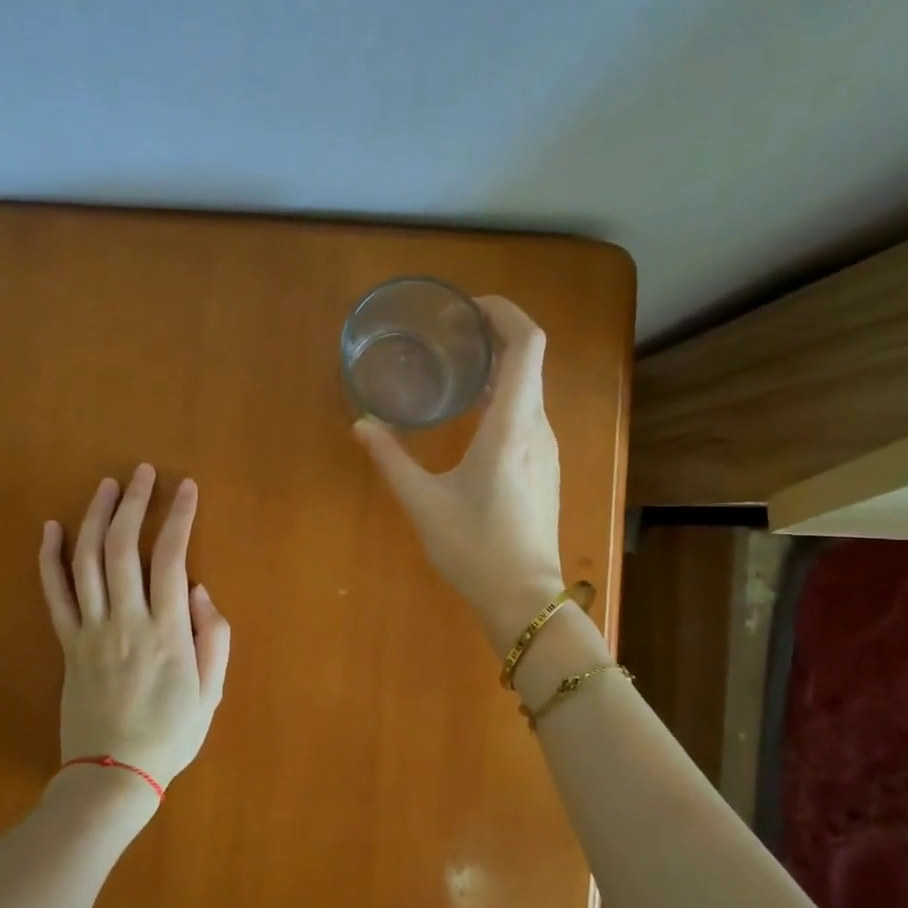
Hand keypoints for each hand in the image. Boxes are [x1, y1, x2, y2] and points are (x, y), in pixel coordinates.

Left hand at [38, 465, 231, 794]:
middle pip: (123, 547)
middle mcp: (125, 621)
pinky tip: (51, 527)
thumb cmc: (171, 734)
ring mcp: (90, 631)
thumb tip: (203, 591)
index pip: (172, 557)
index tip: (186, 487)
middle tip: (142, 472)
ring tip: (106, 485)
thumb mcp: (212, 692)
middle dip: (134, 502)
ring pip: (86, 561)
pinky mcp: (67, 643)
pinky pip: (54, 593)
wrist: (112, 775)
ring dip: (95, 517)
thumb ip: (214, 638)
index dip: (179, 516)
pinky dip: (49, 557)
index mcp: (167, 632)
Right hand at [352, 296, 565, 653]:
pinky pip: (529, 414)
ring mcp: (546, 449)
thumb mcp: (423, 503)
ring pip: (530, 389)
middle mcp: (537, 428)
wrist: (524, 599)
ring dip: (500, 369)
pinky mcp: (544, 468)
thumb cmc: (474, 548)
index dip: (505, 313)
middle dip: (495, 336)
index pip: (527, 345)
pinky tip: (474, 415)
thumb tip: (362, 425)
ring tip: (458, 369)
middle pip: (530, 360)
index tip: (470, 308)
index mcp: (512, 426)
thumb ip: (390, 459)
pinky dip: (505, 397)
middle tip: (451, 335)